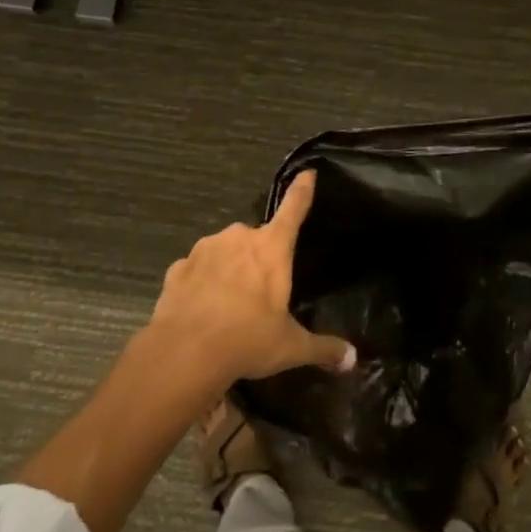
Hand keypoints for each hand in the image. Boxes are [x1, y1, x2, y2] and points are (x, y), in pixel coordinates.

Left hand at [145, 170, 355, 391]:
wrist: (184, 353)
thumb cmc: (247, 339)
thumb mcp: (290, 347)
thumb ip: (322, 348)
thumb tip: (352, 358)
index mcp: (271, 248)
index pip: (294, 210)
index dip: (302, 191)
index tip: (307, 173)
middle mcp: (239, 238)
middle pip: (256, 239)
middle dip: (258, 259)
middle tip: (259, 293)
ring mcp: (204, 249)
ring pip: (224, 252)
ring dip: (228, 269)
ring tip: (228, 306)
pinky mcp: (177, 268)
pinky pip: (196, 270)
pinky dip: (200, 283)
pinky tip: (201, 309)